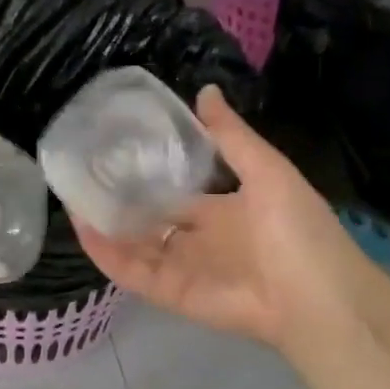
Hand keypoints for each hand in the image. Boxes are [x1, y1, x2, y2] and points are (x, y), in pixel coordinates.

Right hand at [71, 87, 382, 353]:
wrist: (315, 297)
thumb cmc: (297, 230)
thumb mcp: (268, 172)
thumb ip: (231, 138)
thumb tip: (204, 92)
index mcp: (223, 210)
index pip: (177, 190)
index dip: (149, 173)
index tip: (118, 150)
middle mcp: (198, 239)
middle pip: (150, 219)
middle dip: (120, 201)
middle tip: (86, 173)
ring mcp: (182, 268)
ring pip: (134, 245)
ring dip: (105, 225)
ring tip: (74, 197)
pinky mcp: (170, 292)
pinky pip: (132, 272)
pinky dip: (107, 254)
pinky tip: (84, 228)